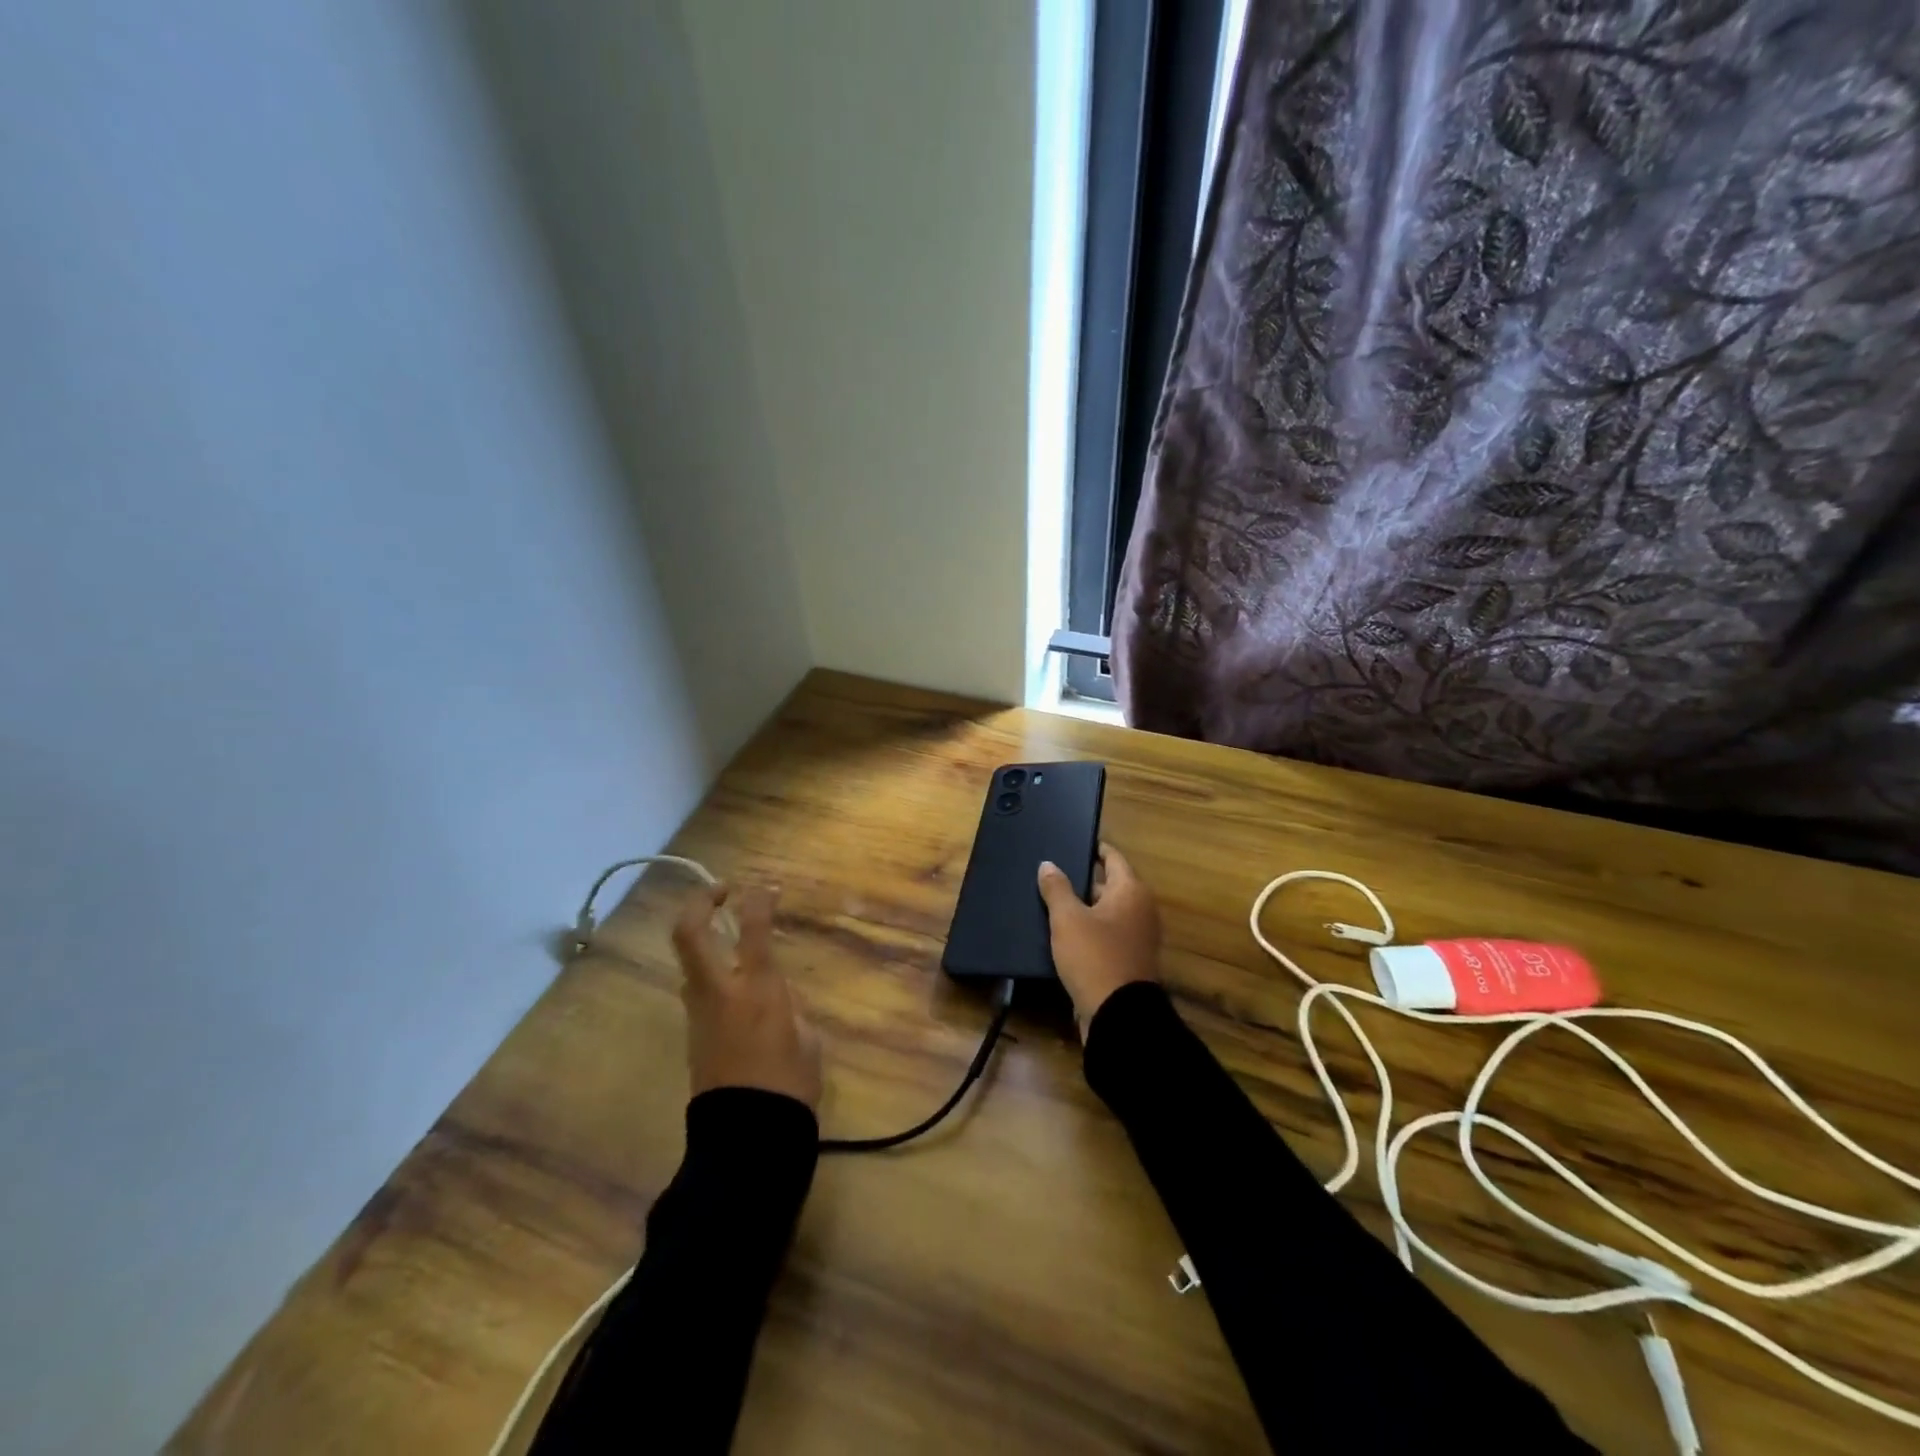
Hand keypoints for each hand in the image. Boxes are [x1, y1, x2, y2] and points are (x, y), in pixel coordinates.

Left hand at [673, 882, 821, 1108]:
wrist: (747, 1137)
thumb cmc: (790, 1085)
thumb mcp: (806, 1037)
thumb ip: (790, 1006)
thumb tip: (776, 995)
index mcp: (756, 989)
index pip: (753, 928)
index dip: (759, 899)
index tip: (768, 888)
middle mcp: (720, 991)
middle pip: (689, 933)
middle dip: (700, 902)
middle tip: (722, 892)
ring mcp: (698, 1012)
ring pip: (687, 961)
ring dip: (702, 938)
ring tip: (728, 935)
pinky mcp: (691, 1034)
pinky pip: (695, 988)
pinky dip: (709, 970)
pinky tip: (733, 980)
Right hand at [1036, 843, 1160, 1040]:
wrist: (1118, 1015)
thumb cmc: (1094, 956)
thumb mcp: (1067, 919)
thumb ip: (1056, 888)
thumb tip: (1048, 864)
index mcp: (1131, 891)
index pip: (1113, 858)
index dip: (1094, 849)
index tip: (1074, 843)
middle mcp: (1141, 910)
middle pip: (1111, 885)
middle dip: (1084, 881)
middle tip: (1054, 875)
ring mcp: (1138, 937)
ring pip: (1107, 912)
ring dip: (1085, 908)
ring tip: (1053, 903)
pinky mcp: (1129, 961)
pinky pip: (1107, 935)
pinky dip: (1090, 930)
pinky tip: (1064, 934)